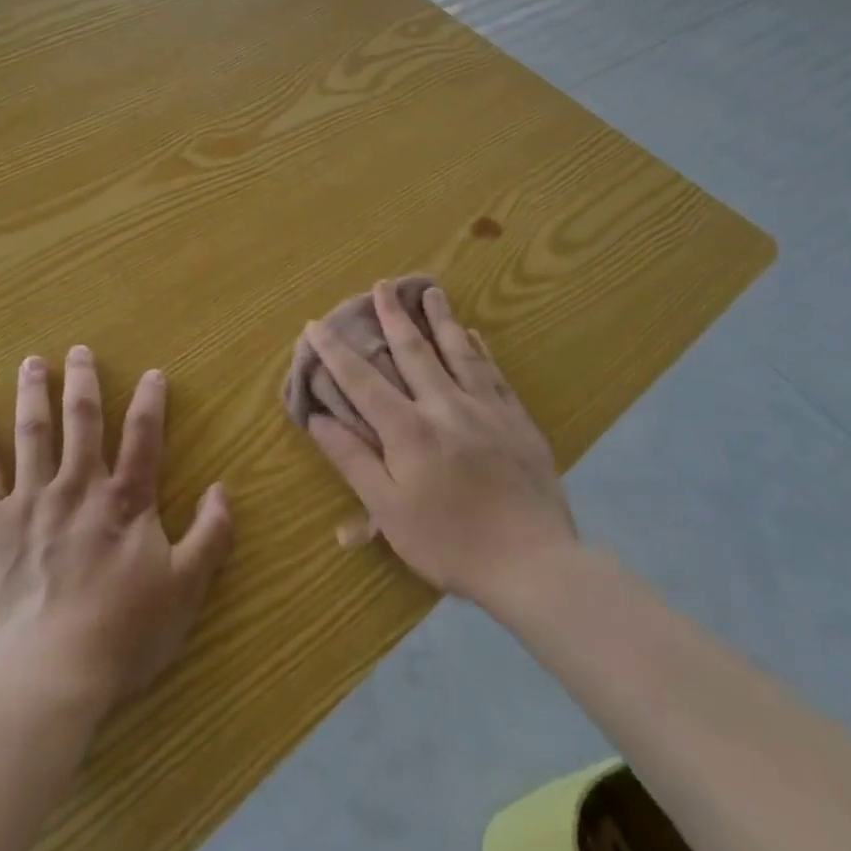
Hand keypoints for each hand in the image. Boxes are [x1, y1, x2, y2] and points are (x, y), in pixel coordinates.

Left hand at [0, 348, 232, 713]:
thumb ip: (210, 535)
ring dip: (34, 394)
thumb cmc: (122, 634)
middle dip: (82, 382)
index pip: (143, 437)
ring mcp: (31, 500)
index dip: (150, 402)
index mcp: (125, 500)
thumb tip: (224, 489)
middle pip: (82, 420)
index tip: (152, 373)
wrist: (46, 674)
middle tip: (78, 351)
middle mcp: (79, 486)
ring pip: (33, 433)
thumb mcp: (185, 589)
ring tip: (32, 363)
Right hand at [302, 282, 577, 608]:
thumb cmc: (450, 543)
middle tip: (381, 285)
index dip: (335, 351)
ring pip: (458, 352)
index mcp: (409, 429)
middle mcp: (445, 406)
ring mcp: (486, 409)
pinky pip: (494, 373)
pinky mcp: (517, 421)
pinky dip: (480, 350)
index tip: (316, 325)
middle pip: (414, 351)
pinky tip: (475, 335)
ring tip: (431, 290)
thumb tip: (318, 418)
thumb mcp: (389, 510)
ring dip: (441, 318)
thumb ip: (353, 459)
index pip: (362, 380)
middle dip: (393, 316)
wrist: (534, 564)